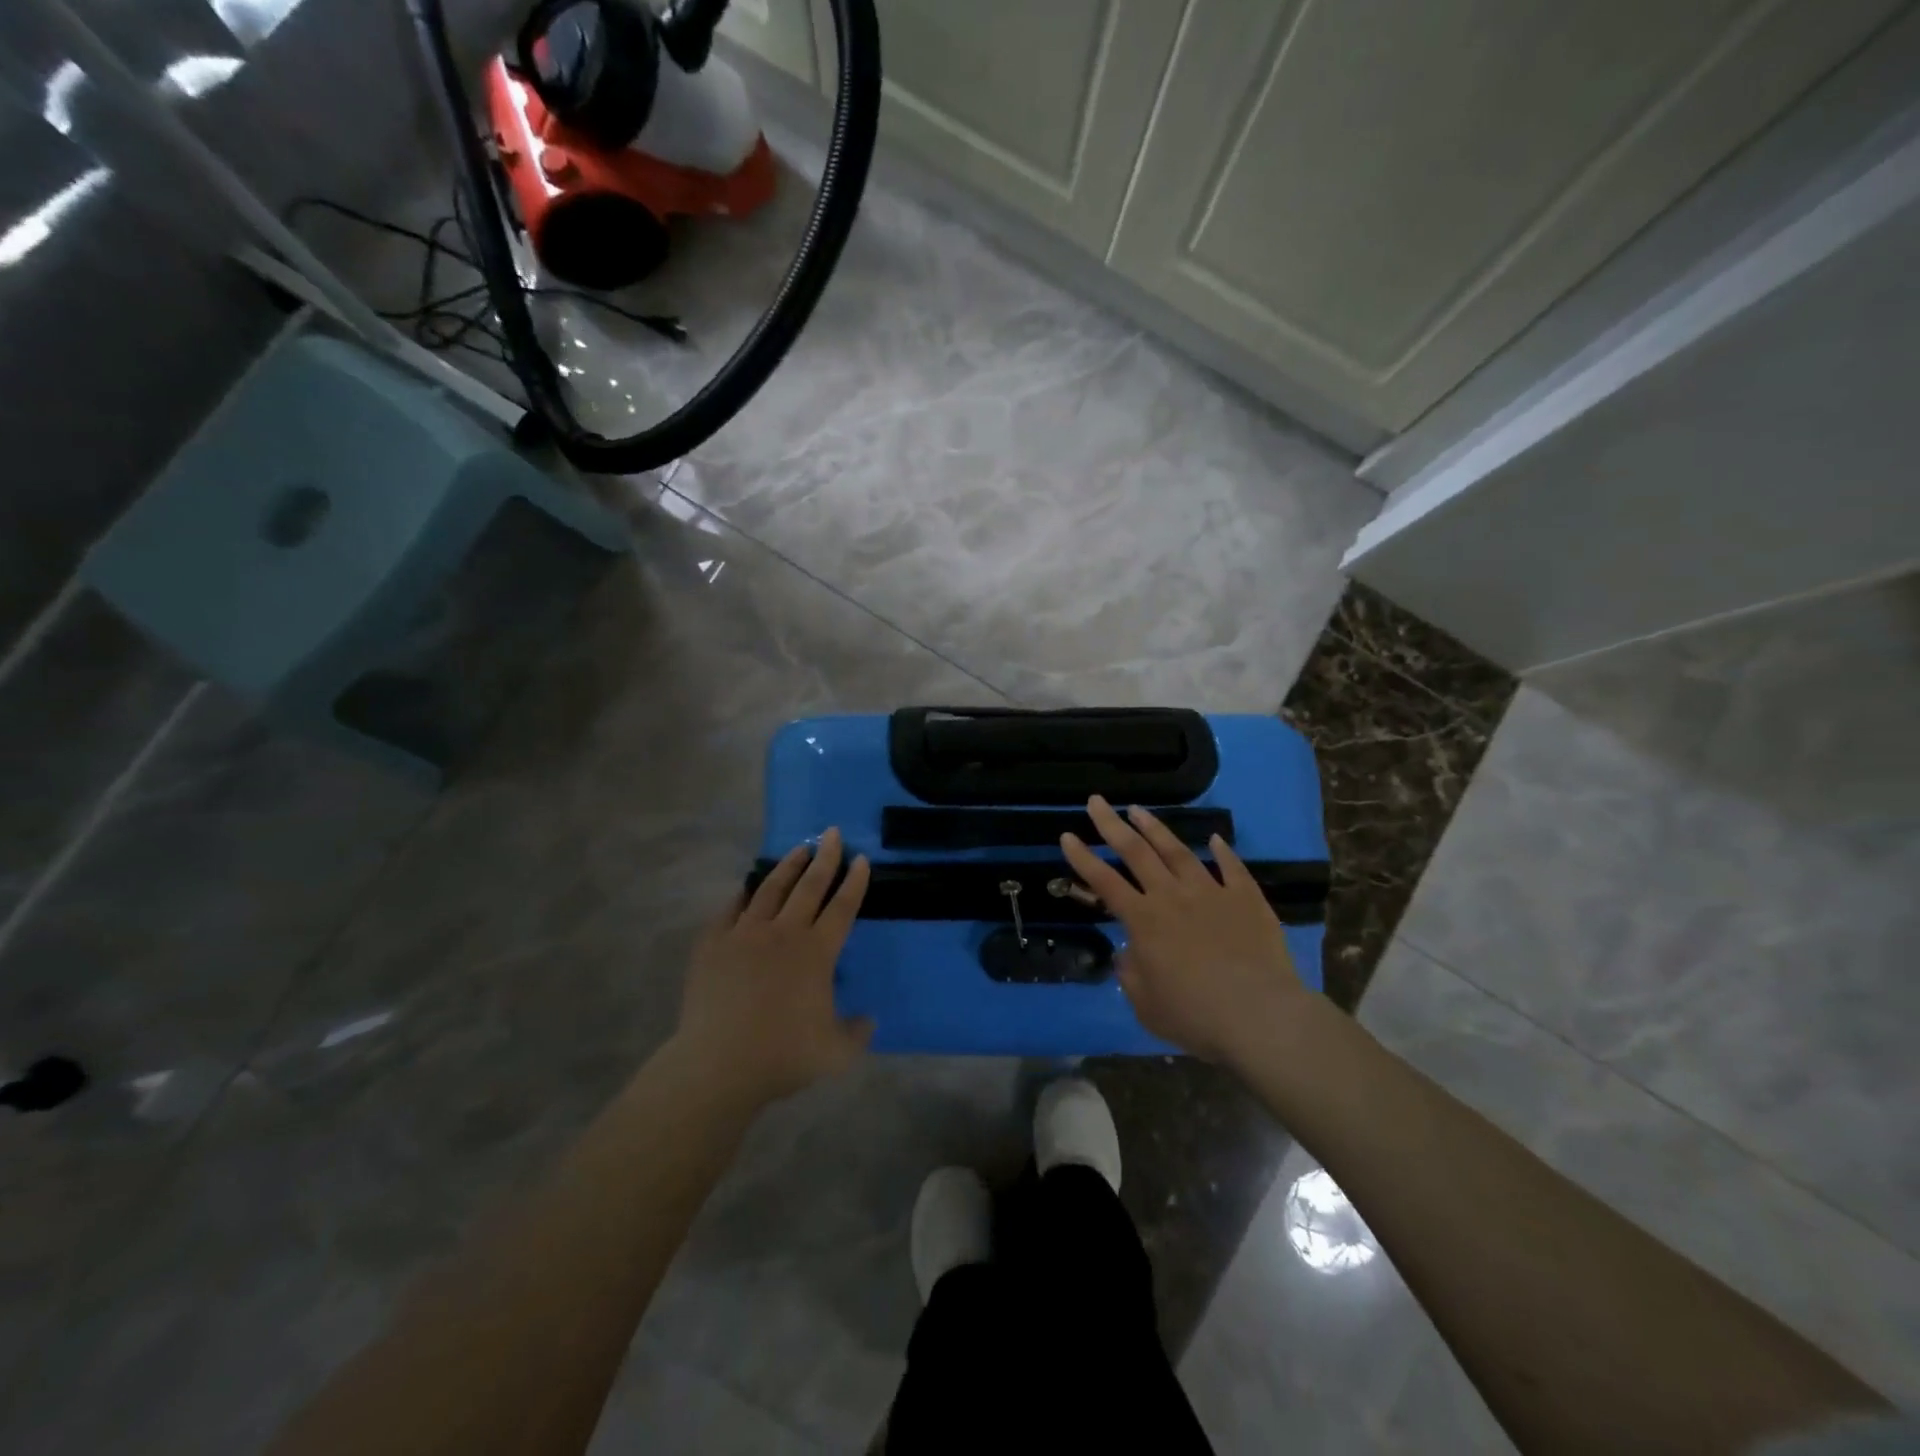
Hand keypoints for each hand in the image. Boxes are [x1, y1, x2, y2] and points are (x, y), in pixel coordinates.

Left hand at [673, 828, 873, 1108]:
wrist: (718, 1064)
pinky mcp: (713, 944)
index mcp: (817, 952)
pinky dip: (742, 895)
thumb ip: (857, 1032)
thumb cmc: (782, 1056)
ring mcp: (745, 934)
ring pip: (770, 889)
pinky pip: (730, 910)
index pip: (842, 907)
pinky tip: (746, 888)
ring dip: (787, 867)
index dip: (854, 882)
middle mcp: (784, 933)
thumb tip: (868, 1019)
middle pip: (809, 886)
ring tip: (798, 849)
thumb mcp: (836, 1053)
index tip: (861, 859)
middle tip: (832, 833)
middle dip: (824, 857)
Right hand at [1061, 796, 1310, 1065]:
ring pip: (1178, 851)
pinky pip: (1232, 868)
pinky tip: (1215, 838)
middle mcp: (1172, 897)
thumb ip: (1131, 974)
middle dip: (1111, 825)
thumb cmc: (1195, 1016)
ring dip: (1156, 828)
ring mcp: (1211, 892)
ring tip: (1139, 809)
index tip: (1067, 835)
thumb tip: (1129, 953)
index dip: (1083, 858)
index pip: (1104, 881)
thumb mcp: (1146, 1005)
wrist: (1259, 1016)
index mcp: (1143, 921)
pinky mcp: (1246, 898)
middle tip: (1097, 802)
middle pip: (1136, 852)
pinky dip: (1223, 850)